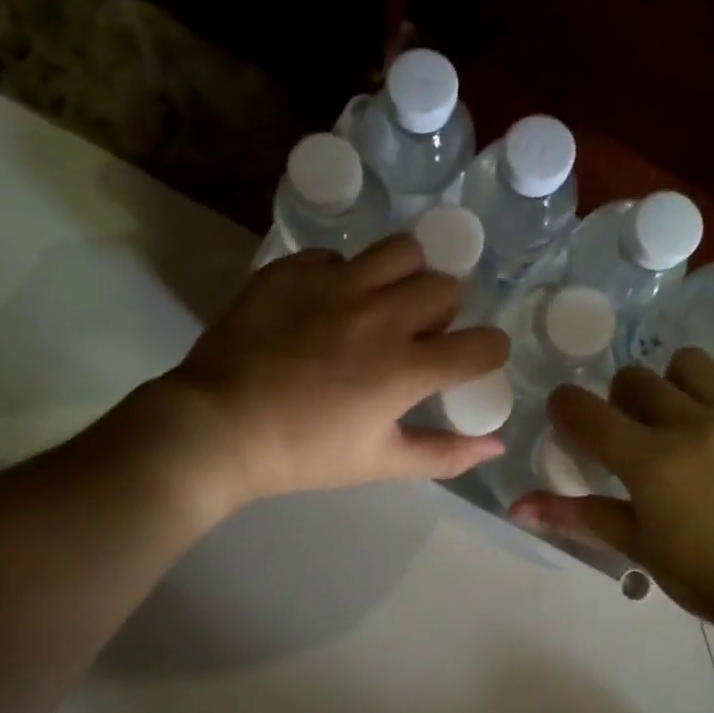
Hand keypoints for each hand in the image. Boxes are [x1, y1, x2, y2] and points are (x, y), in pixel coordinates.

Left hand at [100, 235, 509, 519]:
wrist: (216, 427)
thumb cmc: (301, 453)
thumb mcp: (378, 463)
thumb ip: (444, 453)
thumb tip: (497, 444)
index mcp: (405, 367)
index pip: (483, 345)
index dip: (488, 354)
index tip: (470, 362)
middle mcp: (379, 314)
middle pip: (446, 286)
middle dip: (444, 311)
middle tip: (416, 335)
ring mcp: (333, 284)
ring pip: (400, 250)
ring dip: (404, 275)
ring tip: (381, 301)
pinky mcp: (292, 270)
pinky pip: (337, 256)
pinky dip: (342, 276)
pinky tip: (323, 304)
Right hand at [511, 349, 713, 626]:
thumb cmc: (711, 579)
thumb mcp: (640, 549)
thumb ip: (579, 516)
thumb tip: (518, 507)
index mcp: (651, 461)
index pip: (585, 410)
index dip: (565, 408)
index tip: (568, 418)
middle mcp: (693, 425)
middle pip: (634, 378)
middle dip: (621, 400)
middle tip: (633, 432)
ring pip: (688, 364)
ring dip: (673, 385)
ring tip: (684, 419)